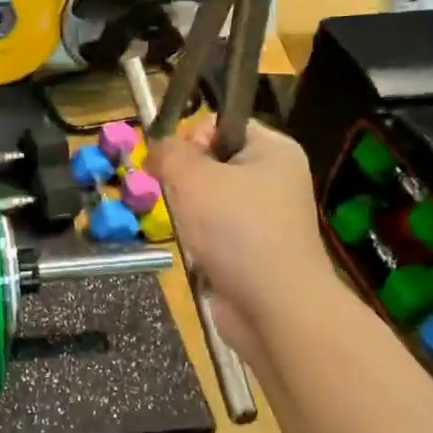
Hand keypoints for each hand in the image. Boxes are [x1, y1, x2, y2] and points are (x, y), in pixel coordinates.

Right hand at [147, 116, 338, 365]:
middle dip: (185, 179)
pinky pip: (217, 231)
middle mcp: (276, 179)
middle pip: (214, 161)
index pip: (222, 123)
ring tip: (187, 229)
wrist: (275, 308)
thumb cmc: (237, 230)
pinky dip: (201, 240)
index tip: (173, 162)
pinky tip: (198, 252)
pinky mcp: (257, 251)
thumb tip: (156, 146)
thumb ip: (168, 152)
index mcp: (274, 150)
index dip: (191, 136)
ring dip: (189, 212)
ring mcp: (268, 218)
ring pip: (211, 199)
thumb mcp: (192, 177)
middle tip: (176, 197)